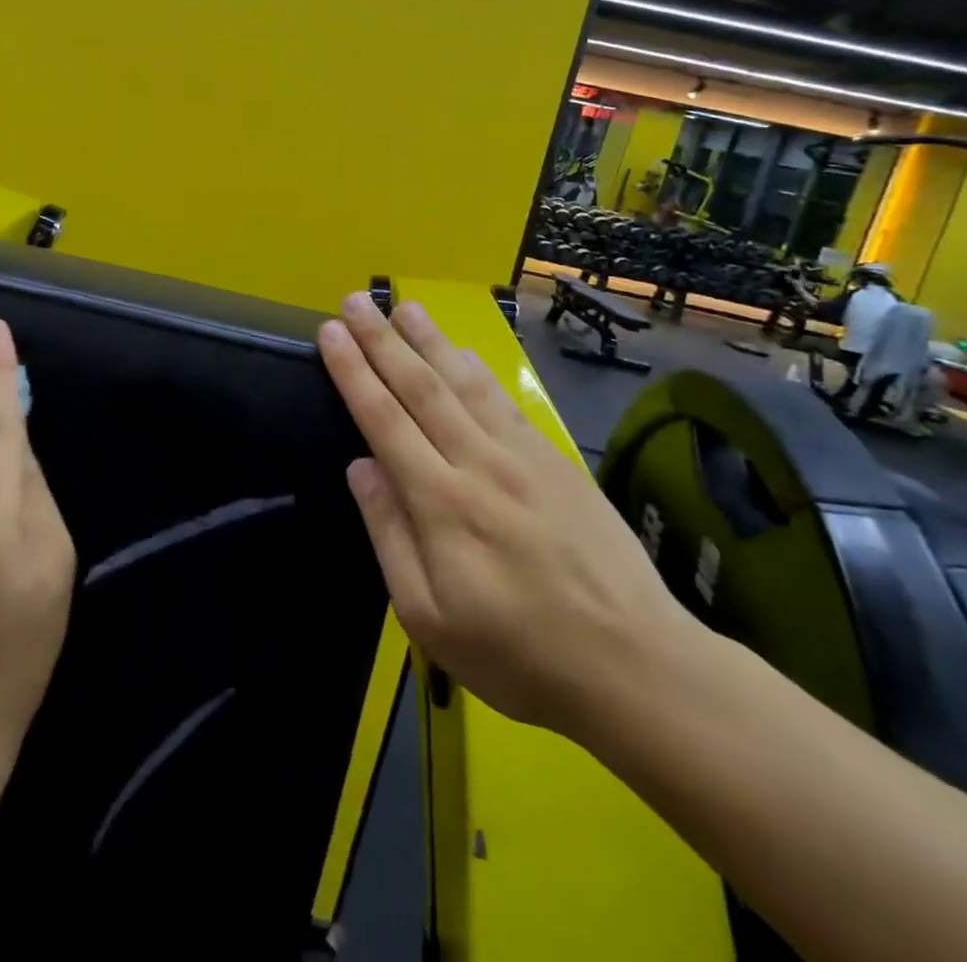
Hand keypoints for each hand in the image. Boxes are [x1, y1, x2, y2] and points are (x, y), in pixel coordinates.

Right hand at [318, 293, 697, 739]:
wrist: (636, 666)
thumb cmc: (518, 655)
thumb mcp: (428, 617)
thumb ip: (389, 533)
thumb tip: (360, 466)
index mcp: (440, 502)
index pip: (383, 418)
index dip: (352, 370)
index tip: (330, 331)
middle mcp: (478, 463)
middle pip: (420, 386)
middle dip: (382, 338)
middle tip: (355, 298)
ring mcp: (523, 456)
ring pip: (464, 383)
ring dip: (429, 339)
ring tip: (403, 305)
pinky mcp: (557, 461)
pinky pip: (505, 401)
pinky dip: (477, 369)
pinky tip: (463, 351)